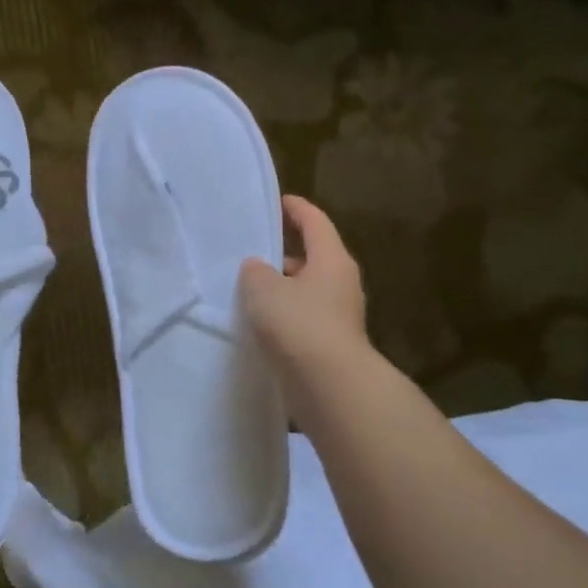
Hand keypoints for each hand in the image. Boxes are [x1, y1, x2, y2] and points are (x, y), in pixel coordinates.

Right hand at [239, 195, 367, 369]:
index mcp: (331, 260)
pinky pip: (301, 320)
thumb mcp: (264, 289)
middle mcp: (340, 284)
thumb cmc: (298, 325)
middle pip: (311, 258)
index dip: (296, 209)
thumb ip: (255, 272)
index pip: (315, 222)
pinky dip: (282, 317)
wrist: (329, 386)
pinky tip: (257, 325)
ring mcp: (338, 316)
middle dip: (282, 254)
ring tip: (247, 291)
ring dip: (280, 290)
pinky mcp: (329, 345)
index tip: (279, 201)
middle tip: (251, 252)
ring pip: (304, 292)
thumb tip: (257, 268)